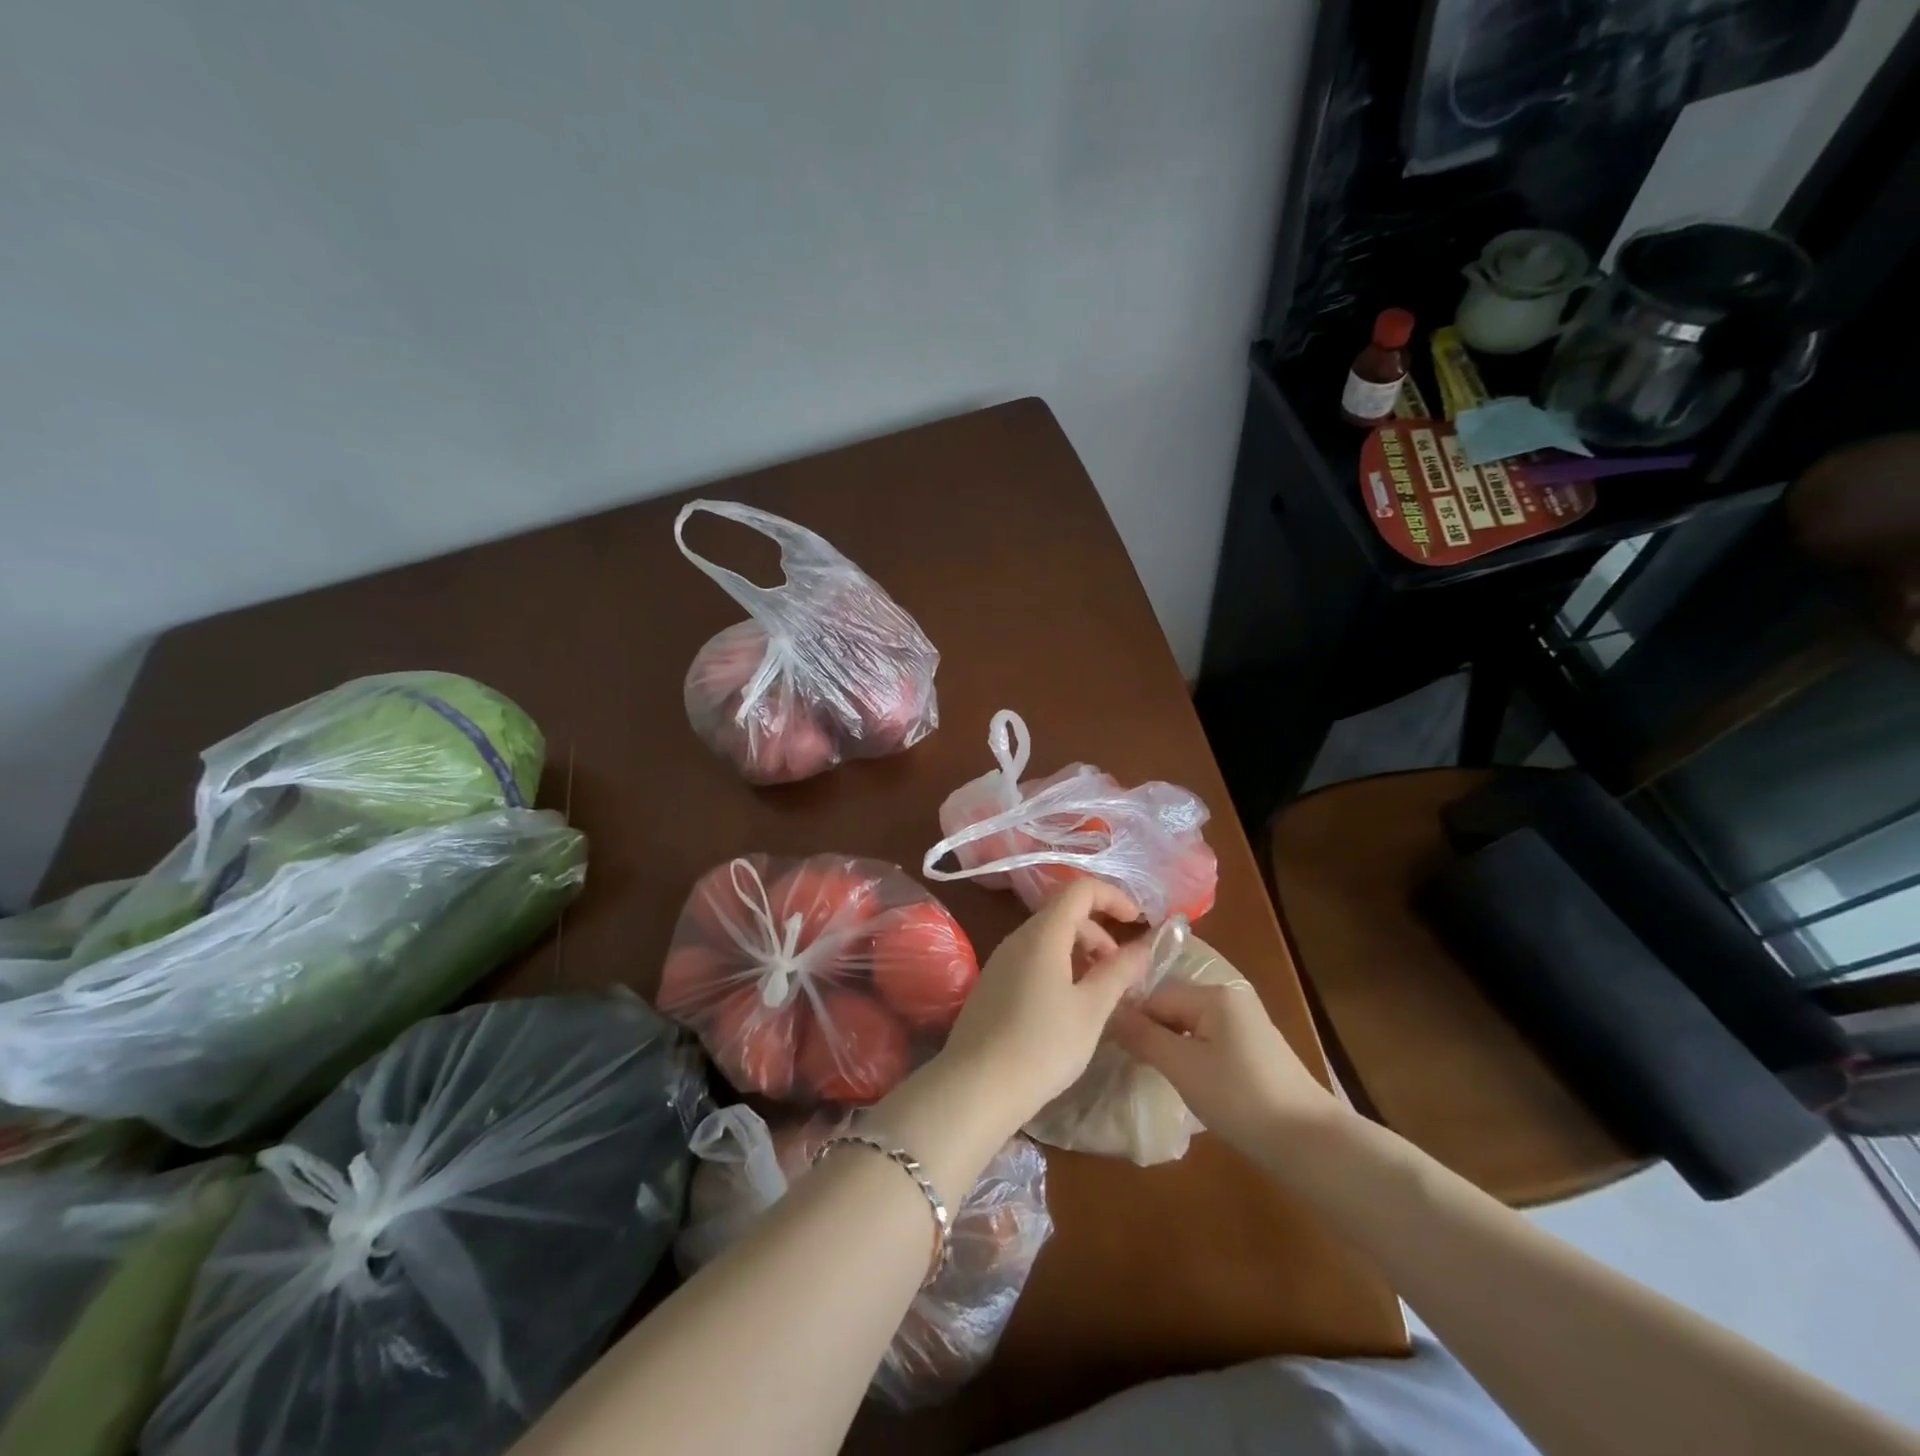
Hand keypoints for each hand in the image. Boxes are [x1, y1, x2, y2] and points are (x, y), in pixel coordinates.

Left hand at [934, 879, 1150, 1129]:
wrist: (976, 1086)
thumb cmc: (1042, 1045)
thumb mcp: (1091, 1009)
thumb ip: (1119, 972)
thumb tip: (1143, 947)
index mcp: (1043, 934)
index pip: (1080, 889)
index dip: (1113, 897)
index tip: (1138, 921)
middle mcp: (1018, 938)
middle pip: (1065, 914)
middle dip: (1100, 933)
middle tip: (1121, 973)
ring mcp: (1001, 961)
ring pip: (1049, 939)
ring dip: (1081, 954)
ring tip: (1099, 994)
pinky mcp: (993, 984)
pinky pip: (1033, 960)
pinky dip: (1060, 969)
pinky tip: (1068, 1008)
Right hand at [1111, 979, 1340, 1151]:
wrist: (1310, 1143)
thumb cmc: (1240, 1098)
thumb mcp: (1182, 1066)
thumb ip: (1143, 1036)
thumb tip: (1108, 1012)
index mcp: (1213, 994)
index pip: (1155, 996)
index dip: (1131, 1020)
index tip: (1110, 1048)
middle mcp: (1230, 998)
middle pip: (1172, 1006)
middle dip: (1151, 1032)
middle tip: (1132, 1064)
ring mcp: (1245, 1023)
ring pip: (1189, 1025)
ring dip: (1170, 1046)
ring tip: (1155, 1075)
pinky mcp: (1254, 1049)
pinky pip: (1208, 1040)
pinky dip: (1192, 1056)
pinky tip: (1187, 1082)